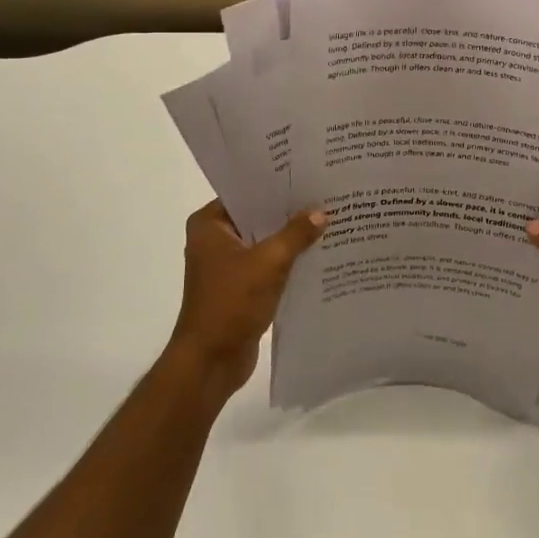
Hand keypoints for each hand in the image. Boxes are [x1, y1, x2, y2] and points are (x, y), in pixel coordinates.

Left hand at [170, 201, 325, 398]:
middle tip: (326, 195)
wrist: (211, 362)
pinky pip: (268, 265)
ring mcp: (227, 265)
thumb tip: (321, 212)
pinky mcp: (240, 287)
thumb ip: (296, 234)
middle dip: (289, 212)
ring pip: (265, 242)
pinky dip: (288, 261)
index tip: (309, 175)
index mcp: (210, 224)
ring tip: (329, 220)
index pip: (246, 193)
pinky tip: (318, 254)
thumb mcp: (269, 262)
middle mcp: (215, 239)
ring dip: (291, 238)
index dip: (277, 185)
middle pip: (258, 217)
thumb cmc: (231, 303)